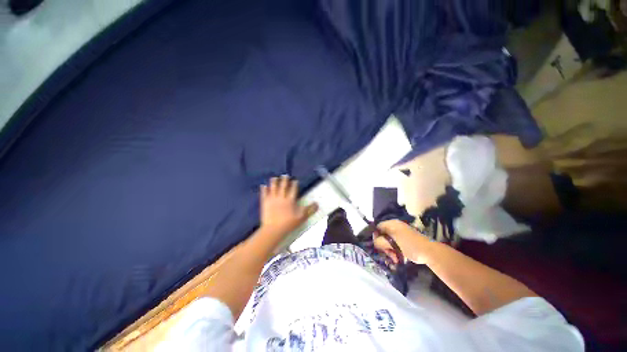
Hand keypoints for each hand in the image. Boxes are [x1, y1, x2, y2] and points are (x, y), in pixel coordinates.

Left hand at [260, 176, 317, 234]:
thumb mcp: (302, 217)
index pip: (293, 190)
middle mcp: (281, 197)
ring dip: (274, 182)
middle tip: (285, 175)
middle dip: (284, 180)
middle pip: (283, 186)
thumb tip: (317, 204)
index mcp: (290, 200)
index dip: (294, 184)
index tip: (295, 180)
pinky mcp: (265, 203)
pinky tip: (263, 186)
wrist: (274, 229)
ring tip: (274, 178)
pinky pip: (264, 194)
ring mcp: (272, 199)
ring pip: (273, 188)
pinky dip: (264, 189)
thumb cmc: (288, 223)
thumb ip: (309, 210)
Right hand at [374, 219, 431, 263]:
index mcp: (392, 224)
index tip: (377, 246)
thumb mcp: (392, 243)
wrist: (430, 252)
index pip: (378, 227)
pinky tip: (397, 258)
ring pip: (388, 241)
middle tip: (387, 254)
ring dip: (389, 250)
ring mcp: (400, 234)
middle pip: (382, 235)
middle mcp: (395, 227)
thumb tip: (374, 242)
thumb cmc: (410, 245)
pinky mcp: (404, 241)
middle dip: (383, 246)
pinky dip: (394, 251)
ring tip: (394, 258)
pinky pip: (394, 245)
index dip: (375, 236)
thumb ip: (380, 241)